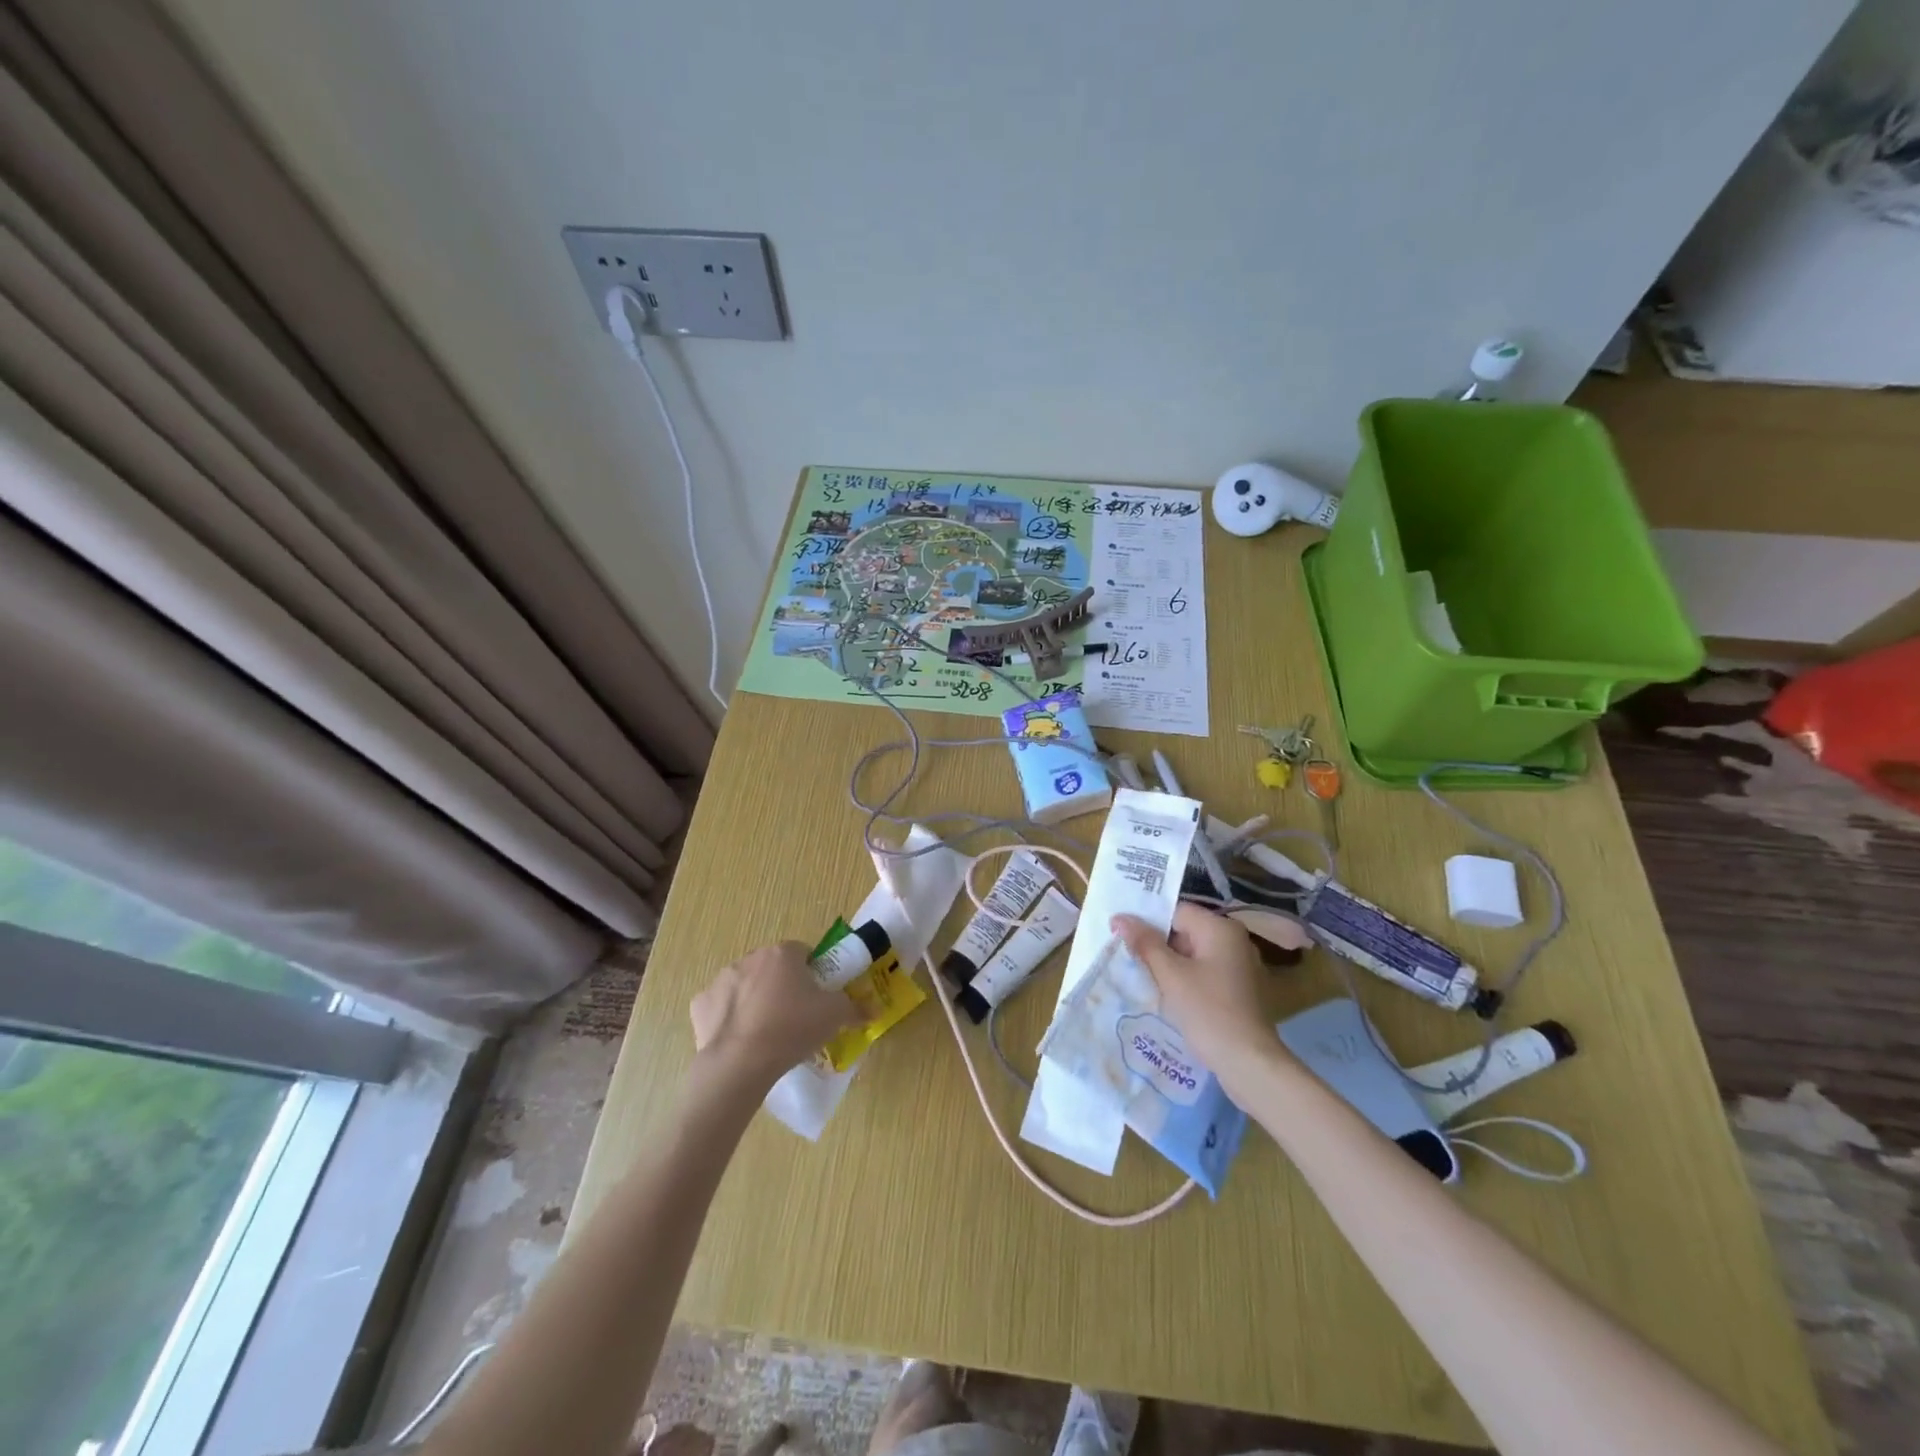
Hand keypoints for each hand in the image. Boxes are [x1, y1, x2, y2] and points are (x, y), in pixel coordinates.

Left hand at [689, 942, 856, 1088]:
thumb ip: (855, 1008)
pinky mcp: (700, 1004)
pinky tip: (739, 1039)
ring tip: (766, 1033)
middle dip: (782, 986)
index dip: (812, 974)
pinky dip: (729, 1018)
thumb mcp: (834, 1017)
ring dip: (755, 1000)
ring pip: (746, 985)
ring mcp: (722, 979)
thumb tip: (874, 1010)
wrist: (740, 1062)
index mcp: (783, 953)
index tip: (816, 997)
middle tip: (794, 1016)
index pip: (803, 953)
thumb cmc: (792, 1028)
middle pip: (773, 967)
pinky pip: (720, 1006)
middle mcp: (751, 957)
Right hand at [1112, 905, 1277, 1073]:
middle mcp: (1234, 940)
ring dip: (1169, 964)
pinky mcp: (1239, 989)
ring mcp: (1240, 965)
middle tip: (1128, 958)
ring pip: (1194, 954)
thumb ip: (1145, 943)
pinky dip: (1186, 978)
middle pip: (1185, 931)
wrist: (1249, 1063)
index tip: (1122, 937)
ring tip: (1142, 976)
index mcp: (1221, 929)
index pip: (1176, 911)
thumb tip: (1120, 918)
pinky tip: (1167, 995)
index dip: (1147, 922)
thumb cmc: (1208, 1011)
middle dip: (1157, 944)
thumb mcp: (1171, 975)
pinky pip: (1205, 972)